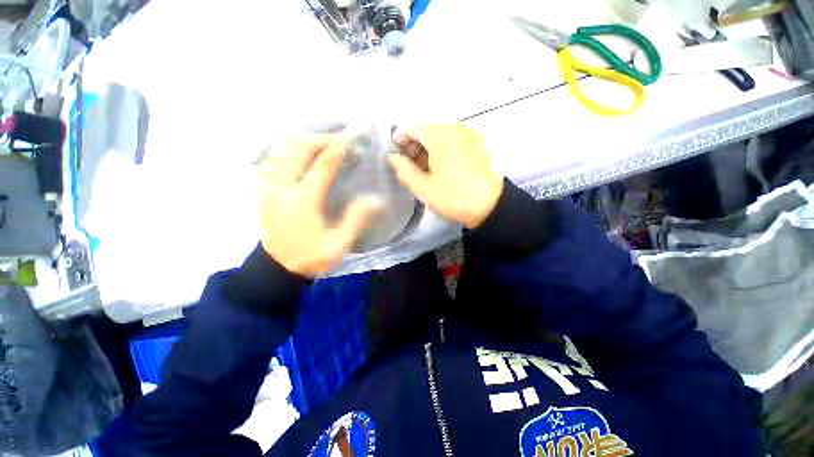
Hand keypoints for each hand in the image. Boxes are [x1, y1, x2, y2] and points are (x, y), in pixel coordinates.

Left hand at [258, 135, 379, 276]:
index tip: (352, 137)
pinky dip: (288, 151)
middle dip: (321, 138)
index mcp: (304, 200)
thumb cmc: (310, 257)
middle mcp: (283, 187)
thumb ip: (356, 220)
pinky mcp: (264, 190)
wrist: (277, 268)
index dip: (339, 148)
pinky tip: (301, 155)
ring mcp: (269, 187)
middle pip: (299, 148)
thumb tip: (376, 200)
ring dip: (304, 141)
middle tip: (340, 139)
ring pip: (282, 150)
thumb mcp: (339, 245)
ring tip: (323, 143)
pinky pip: (273, 160)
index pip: (323, 165)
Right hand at [388, 124, 503, 228]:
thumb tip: (393, 157)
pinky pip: (454, 141)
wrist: (490, 206)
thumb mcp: (422, 187)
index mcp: (440, 136)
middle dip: (415, 145)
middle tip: (408, 164)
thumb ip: (404, 169)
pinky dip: (443, 149)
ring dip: (429, 148)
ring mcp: (469, 135)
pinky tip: (440, 166)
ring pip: (441, 135)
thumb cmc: (453, 196)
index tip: (395, 154)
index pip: (413, 128)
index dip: (400, 139)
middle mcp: (456, 128)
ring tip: (423, 168)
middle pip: (428, 130)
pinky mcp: (478, 145)